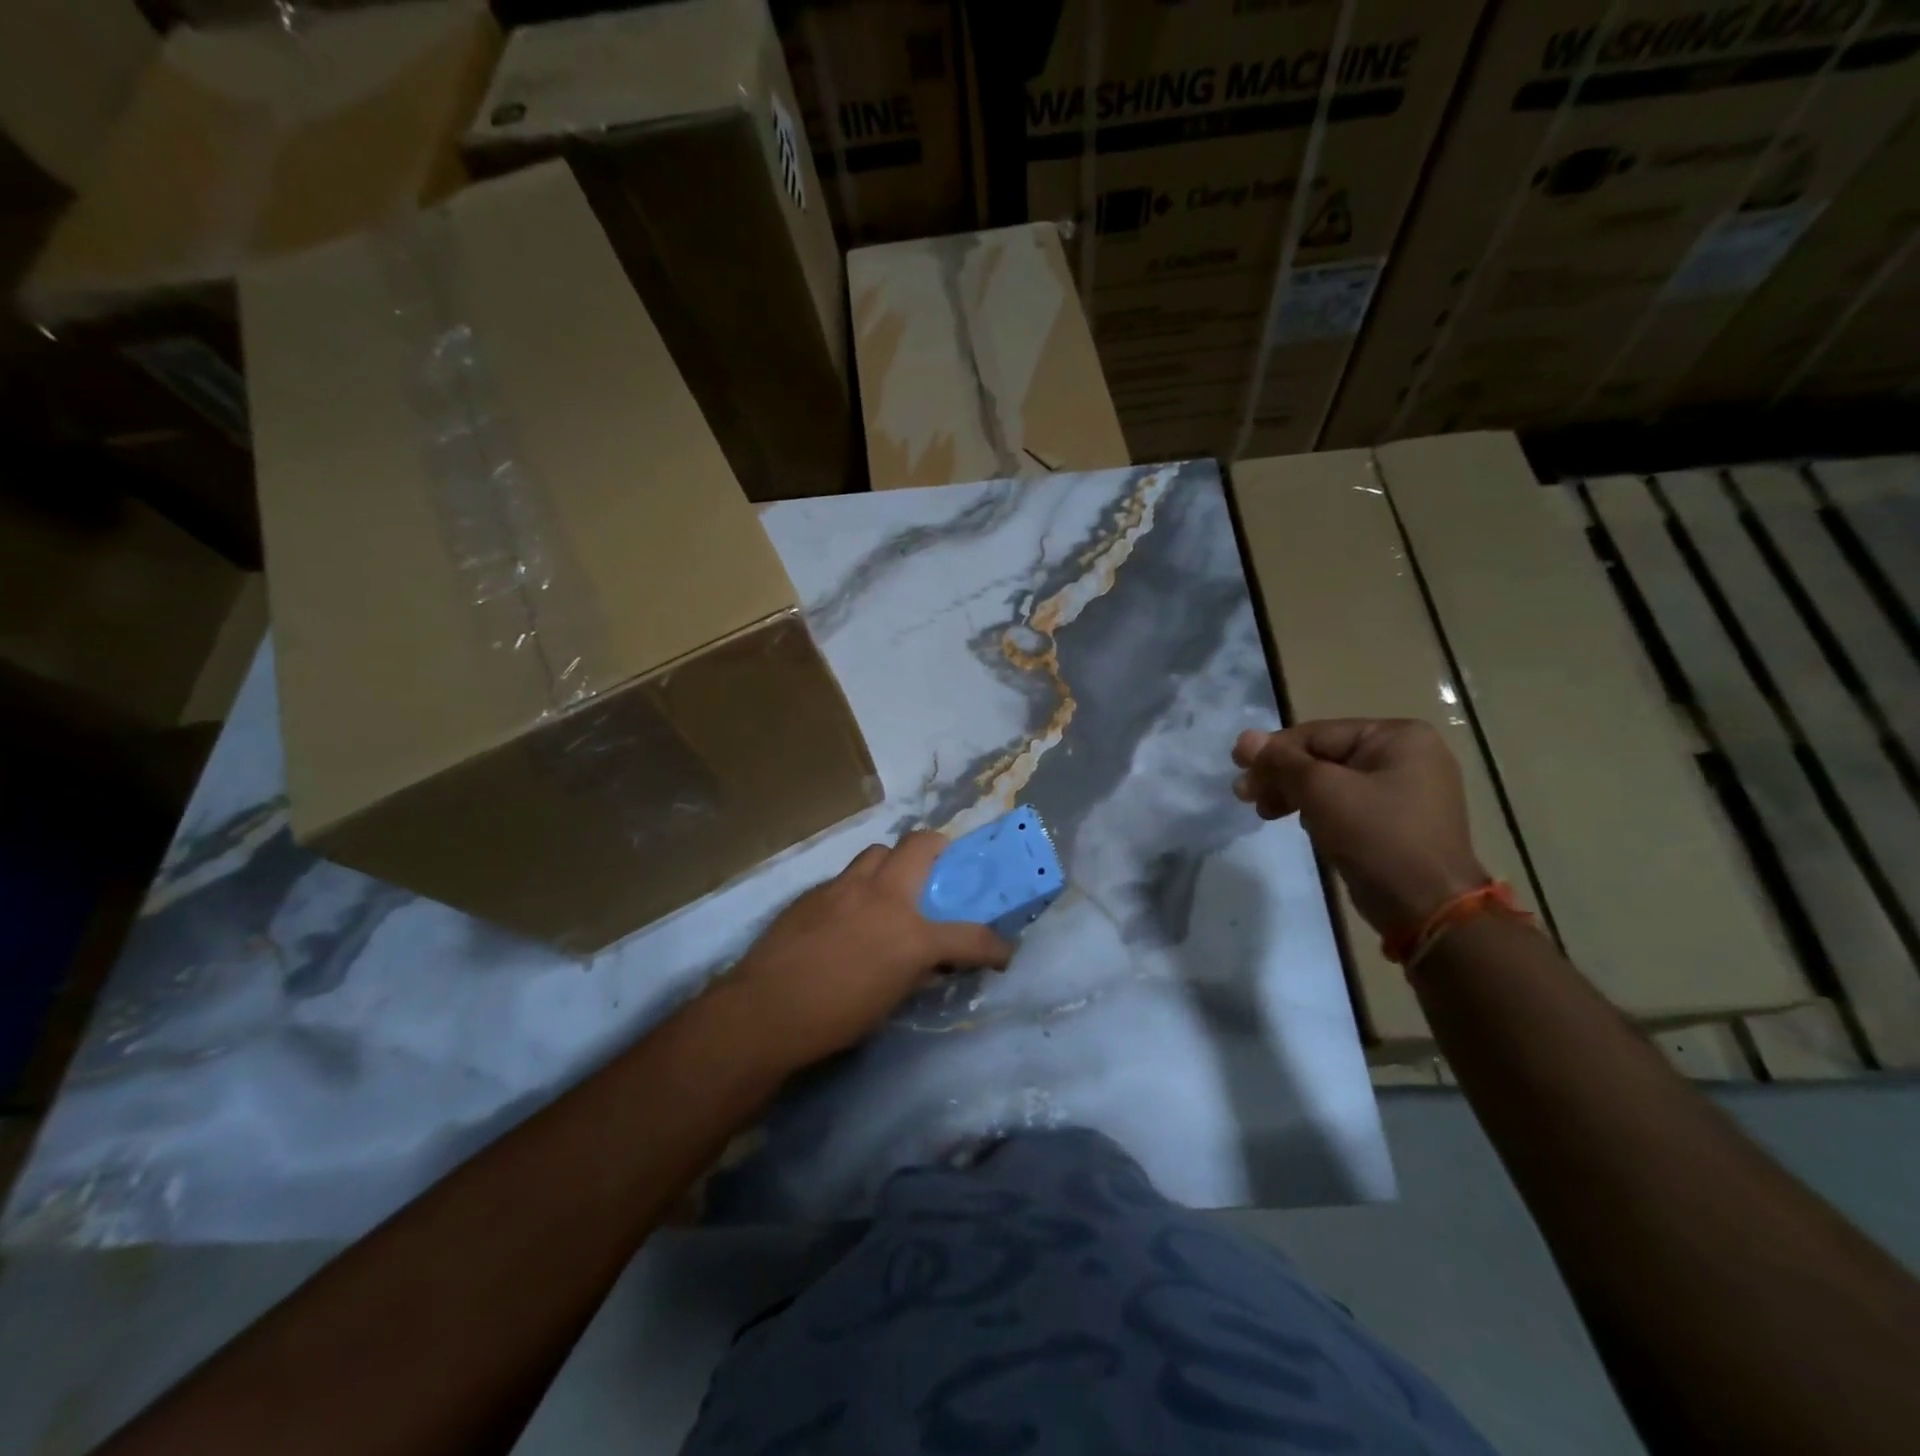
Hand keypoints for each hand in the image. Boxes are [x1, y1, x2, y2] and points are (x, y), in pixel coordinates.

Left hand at [726, 831, 1014, 1072]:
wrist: (764, 1011)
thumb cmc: (834, 1019)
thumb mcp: (889, 1002)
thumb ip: (915, 972)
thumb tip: (929, 961)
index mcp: (910, 935)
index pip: (970, 936)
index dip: (993, 946)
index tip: (1001, 952)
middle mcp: (883, 897)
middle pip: (920, 844)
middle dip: (938, 849)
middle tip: (939, 870)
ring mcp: (844, 888)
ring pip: (878, 852)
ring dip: (892, 864)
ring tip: (888, 890)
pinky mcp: (813, 892)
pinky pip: (846, 877)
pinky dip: (857, 888)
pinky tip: (846, 916)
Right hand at [1232, 718, 1487, 933]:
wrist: (1426, 906)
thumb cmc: (1376, 835)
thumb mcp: (1321, 790)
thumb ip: (1281, 761)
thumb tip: (1244, 738)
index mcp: (1398, 737)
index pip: (1318, 734)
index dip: (1273, 751)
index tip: (1236, 767)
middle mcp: (1406, 757)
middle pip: (1323, 756)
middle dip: (1281, 776)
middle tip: (1244, 795)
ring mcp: (1405, 791)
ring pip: (1331, 782)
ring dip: (1293, 795)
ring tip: (1264, 813)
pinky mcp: (1396, 822)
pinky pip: (1346, 805)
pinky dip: (1318, 811)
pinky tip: (1300, 825)